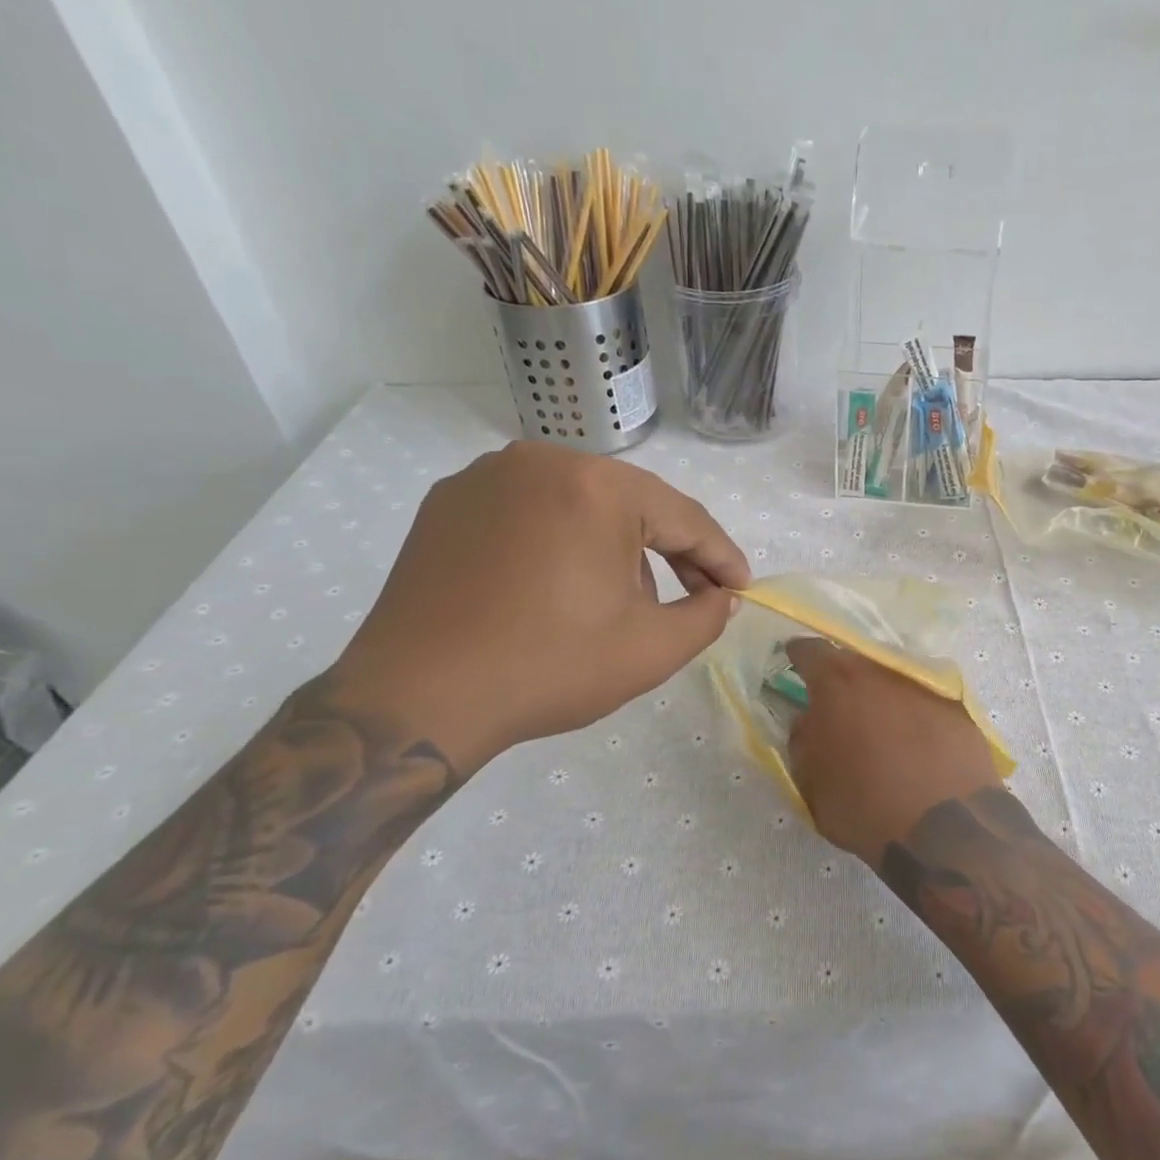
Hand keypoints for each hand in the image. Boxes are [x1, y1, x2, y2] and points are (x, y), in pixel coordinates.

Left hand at [329, 442, 748, 773]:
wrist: (417, 698)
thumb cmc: (548, 667)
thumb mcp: (651, 650)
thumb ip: (707, 616)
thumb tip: (722, 597)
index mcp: (598, 486)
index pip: (684, 518)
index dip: (721, 557)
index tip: (742, 587)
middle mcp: (542, 461)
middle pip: (632, 504)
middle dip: (670, 552)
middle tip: (695, 595)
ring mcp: (487, 476)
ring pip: (580, 505)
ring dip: (615, 547)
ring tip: (622, 600)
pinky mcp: (448, 503)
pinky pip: (530, 512)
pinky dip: (560, 543)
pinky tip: (561, 587)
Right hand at [785, 639, 1001, 866]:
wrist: (944, 828)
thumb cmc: (864, 806)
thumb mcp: (810, 781)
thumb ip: (802, 739)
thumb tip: (809, 720)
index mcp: (838, 683)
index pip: (811, 651)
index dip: (799, 656)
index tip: (793, 661)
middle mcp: (882, 672)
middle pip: (855, 662)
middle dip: (843, 679)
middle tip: (837, 705)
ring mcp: (924, 686)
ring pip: (892, 680)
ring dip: (881, 697)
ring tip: (879, 727)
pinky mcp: (958, 707)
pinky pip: (924, 702)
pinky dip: (914, 716)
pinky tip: (915, 743)